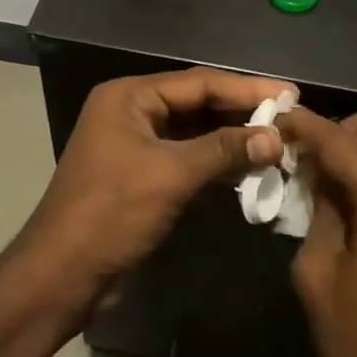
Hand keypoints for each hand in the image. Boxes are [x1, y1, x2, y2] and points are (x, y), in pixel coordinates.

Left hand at [10, 69, 290, 329]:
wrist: (64, 273)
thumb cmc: (112, 213)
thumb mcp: (171, 175)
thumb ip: (224, 150)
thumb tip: (276, 138)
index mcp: (130, 98)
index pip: (199, 82)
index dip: (247, 89)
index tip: (290, 94)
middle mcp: (133, 113)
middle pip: (199, 105)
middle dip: (243, 115)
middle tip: (291, 121)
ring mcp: (138, 147)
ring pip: (196, 135)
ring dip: (235, 142)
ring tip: (281, 147)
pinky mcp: (144, 178)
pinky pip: (189, 162)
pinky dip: (219, 166)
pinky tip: (252, 173)